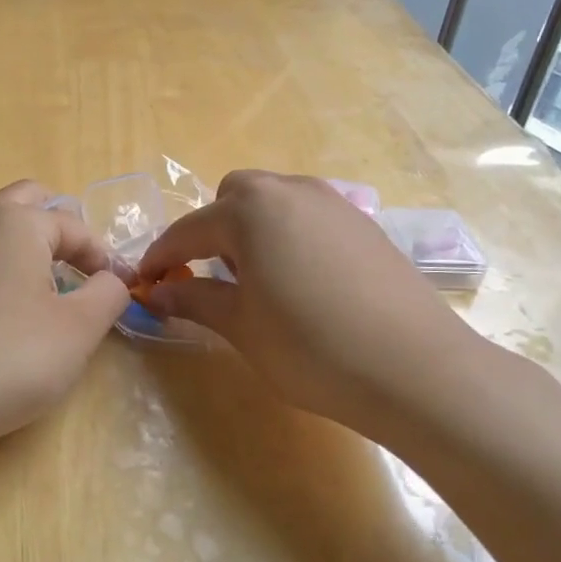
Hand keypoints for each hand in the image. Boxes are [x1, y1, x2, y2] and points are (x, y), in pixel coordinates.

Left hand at [0, 180, 130, 466]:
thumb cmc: (10, 358)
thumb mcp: (79, 329)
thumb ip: (108, 294)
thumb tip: (111, 279)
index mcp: (16, 223)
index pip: (72, 225)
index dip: (102, 255)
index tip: (119, 288)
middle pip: (23, 200)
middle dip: (57, 225)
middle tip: (78, 264)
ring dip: (13, 232)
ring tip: (31, 268)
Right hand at [134, 170, 500, 439]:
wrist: (416, 369)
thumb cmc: (310, 347)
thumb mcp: (240, 326)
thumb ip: (193, 298)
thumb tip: (155, 292)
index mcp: (250, 209)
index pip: (188, 230)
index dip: (161, 258)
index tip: (144, 282)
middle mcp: (290, 191)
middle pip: (232, 198)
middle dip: (210, 232)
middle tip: (209, 278)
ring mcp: (333, 203)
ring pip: (273, 203)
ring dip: (250, 231)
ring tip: (256, 282)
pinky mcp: (364, 224)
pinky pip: (307, 216)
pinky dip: (287, 236)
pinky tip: (301, 283)